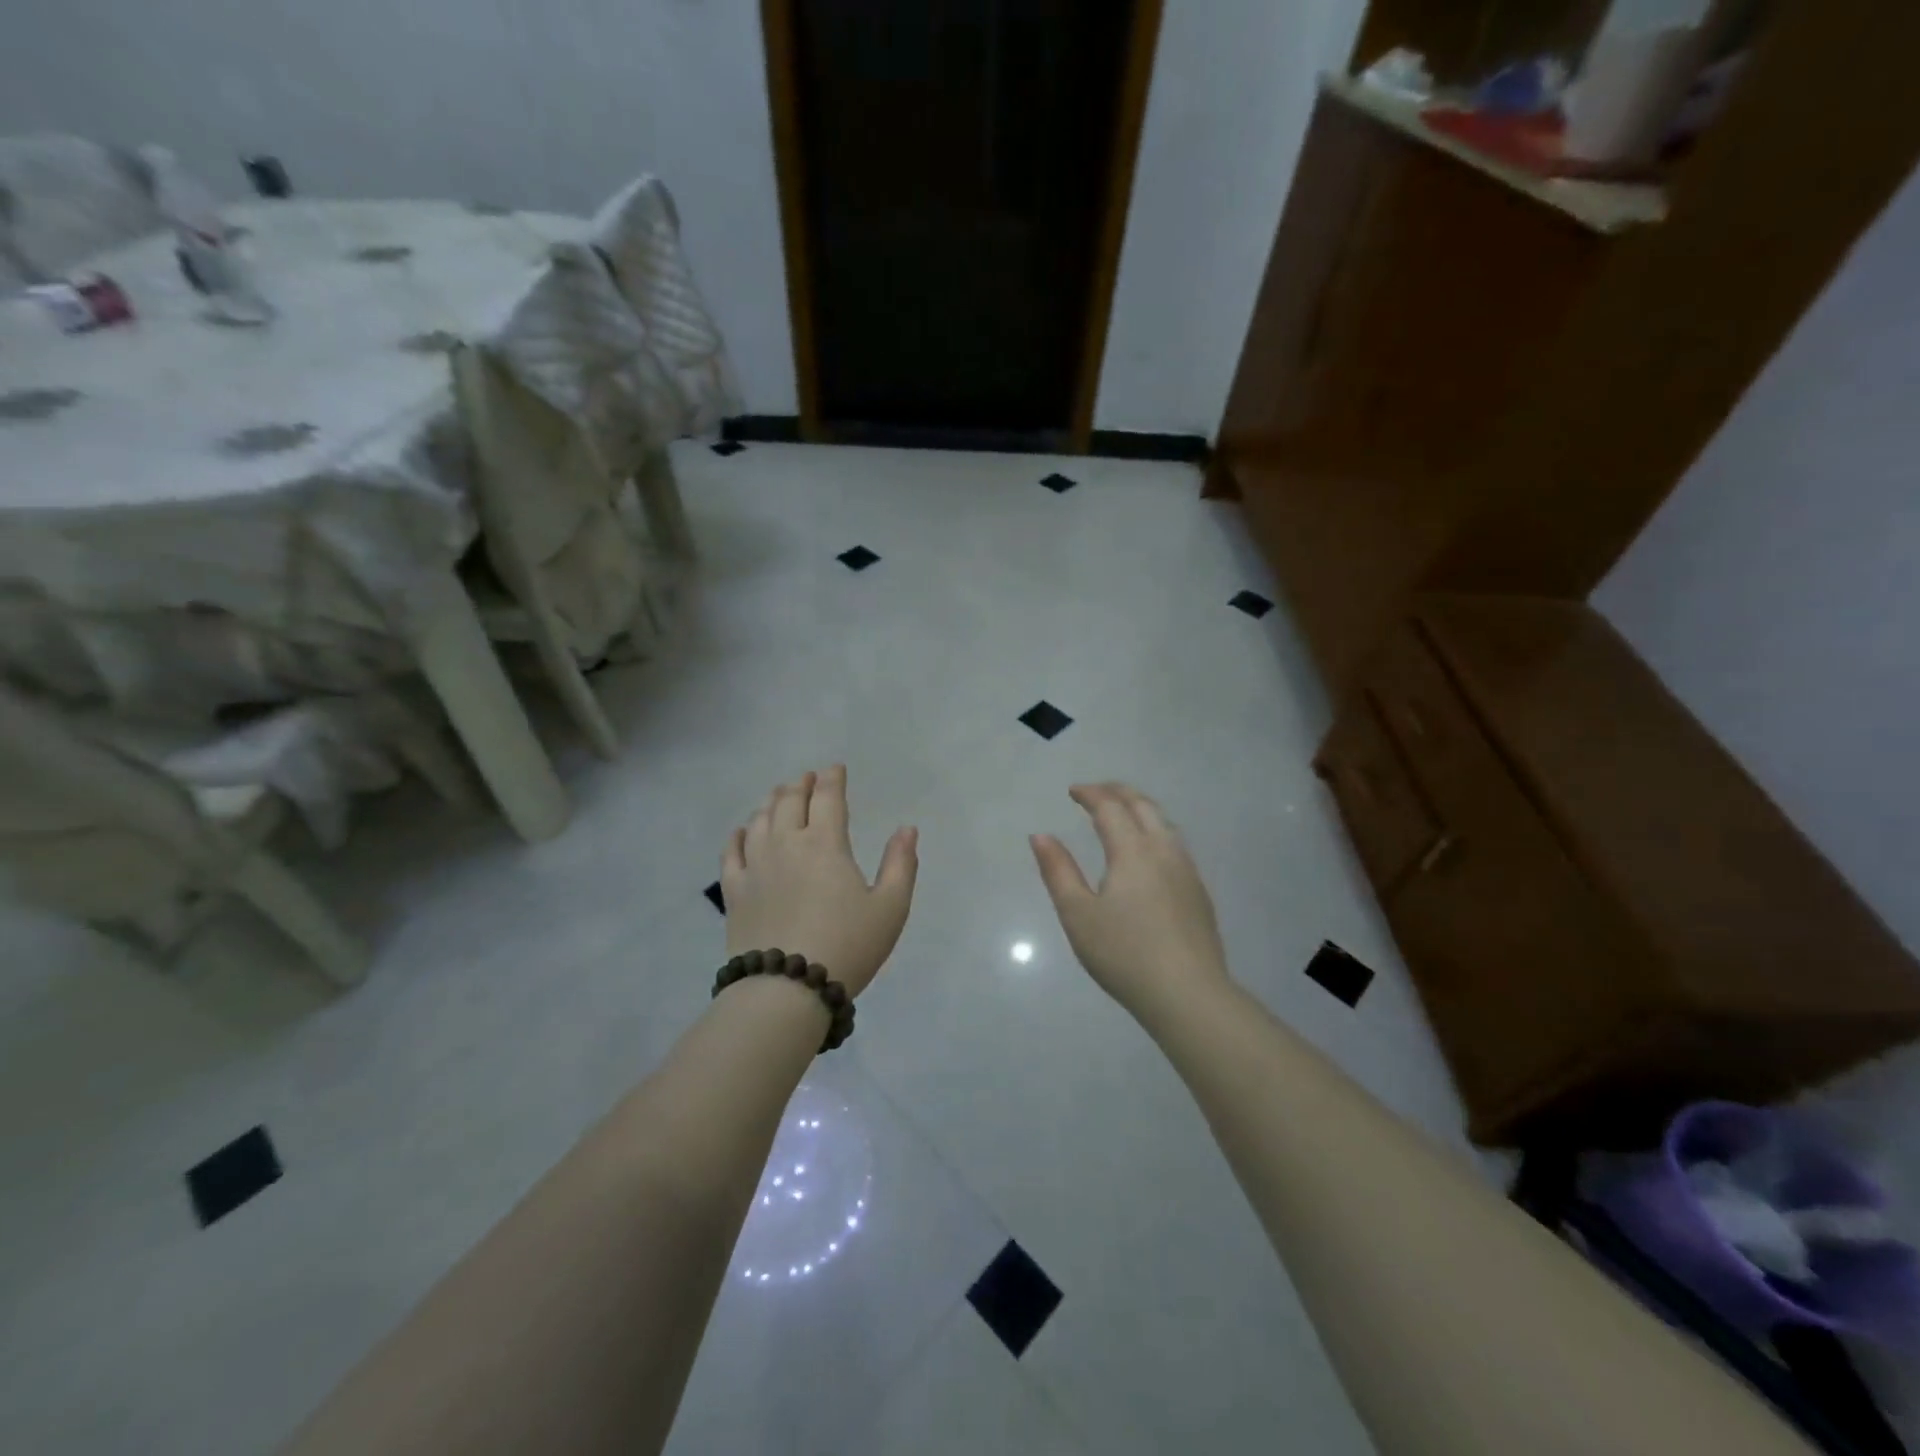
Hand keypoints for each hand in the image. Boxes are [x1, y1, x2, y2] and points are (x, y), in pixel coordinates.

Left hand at [721, 765, 917, 997]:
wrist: (787, 989)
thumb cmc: (847, 946)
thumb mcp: (890, 908)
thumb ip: (901, 864)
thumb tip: (907, 828)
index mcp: (825, 844)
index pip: (828, 798)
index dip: (832, 779)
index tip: (835, 769)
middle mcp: (787, 844)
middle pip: (790, 801)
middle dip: (801, 784)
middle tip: (807, 778)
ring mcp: (755, 866)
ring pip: (760, 820)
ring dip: (772, 802)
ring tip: (779, 796)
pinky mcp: (734, 890)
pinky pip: (732, 851)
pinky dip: (739, 834)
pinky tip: (744, 831)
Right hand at [1031, 782, 1231, 1021]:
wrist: (1188, 994)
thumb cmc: (1124, 954)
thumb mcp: (1078, 915)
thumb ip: (1058, 871)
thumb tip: (1040, 835)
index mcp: (1133, 851)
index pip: (1110, 807)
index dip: (1090, 794)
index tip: (1073, 791)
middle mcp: (1164, 851)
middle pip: (1143, 806)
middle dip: (1118, 792)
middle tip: (1096, 791)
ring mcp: (1187, 871)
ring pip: (1165, 823)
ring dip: (1141, 808)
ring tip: (1123, 813)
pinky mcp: (1199, 892)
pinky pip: (1176, 844)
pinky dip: (1156, 830)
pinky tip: (1150, 852)